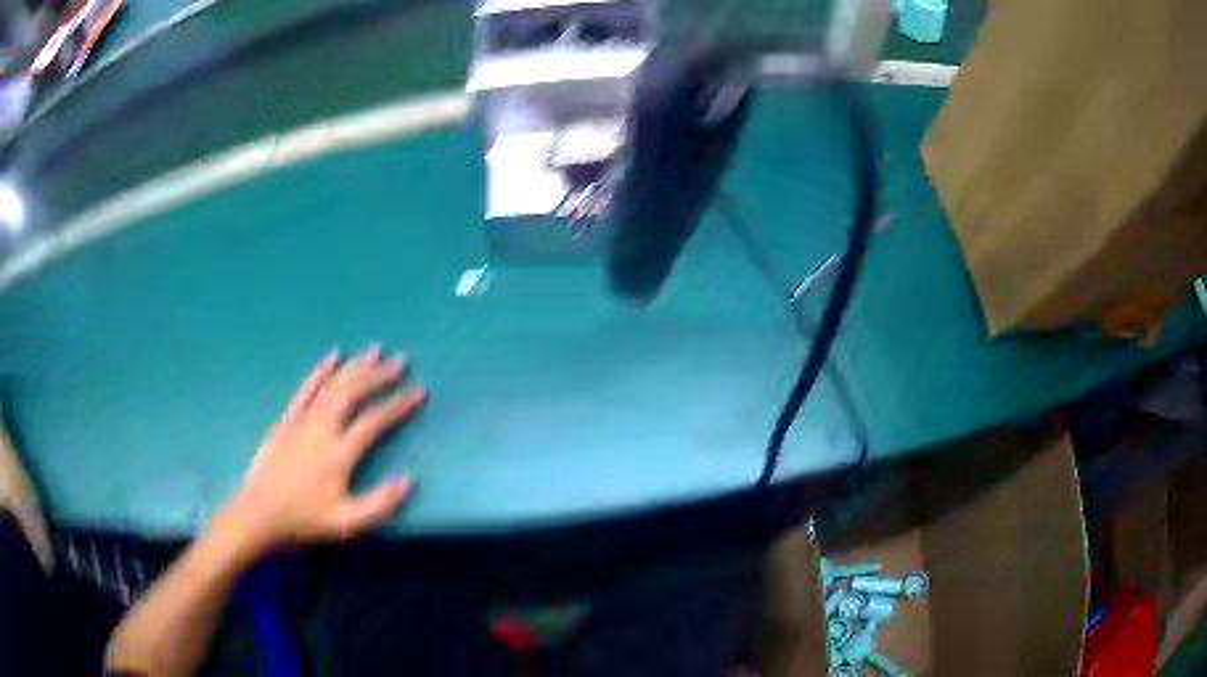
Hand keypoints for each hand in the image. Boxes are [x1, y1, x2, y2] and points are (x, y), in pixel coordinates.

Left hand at [217, 346, 425, 553]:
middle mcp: (322, 428)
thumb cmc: (304, 519)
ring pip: (332, 385)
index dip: (398, 404)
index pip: (374, 421)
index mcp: (339, 453)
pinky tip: (332, 356)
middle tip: (400, 361)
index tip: (419, 390)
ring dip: (354, 366)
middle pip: (353, 393)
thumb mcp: (346, 523)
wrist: (259, 513)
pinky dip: (320, 371)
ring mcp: (302, 420)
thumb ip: (379, 504)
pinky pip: (305, 389)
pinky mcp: (286, 419)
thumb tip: (409, 480)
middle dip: (378, 375)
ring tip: (374, 351)